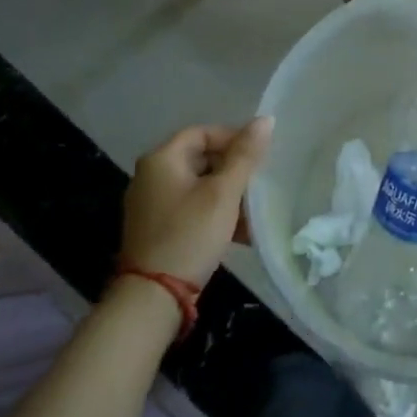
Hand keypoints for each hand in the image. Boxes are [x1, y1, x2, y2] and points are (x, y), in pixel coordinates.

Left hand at [119, 118, 272, 285]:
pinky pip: (191, 208)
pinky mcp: (157, 228)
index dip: (233, 138)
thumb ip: (245, 155)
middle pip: (201, 159)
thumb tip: (265, 120)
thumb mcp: (223, 193)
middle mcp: (151, 176)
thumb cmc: (190, 234)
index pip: (202, 132)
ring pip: (199, 186)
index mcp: (161, 159)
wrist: (153, 296)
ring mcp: (151, 204)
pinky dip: (214, 213)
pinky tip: (239, 232)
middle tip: (258, 184)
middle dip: (234, 171)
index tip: (258, 157)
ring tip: (253, 212)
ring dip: (228, 195)